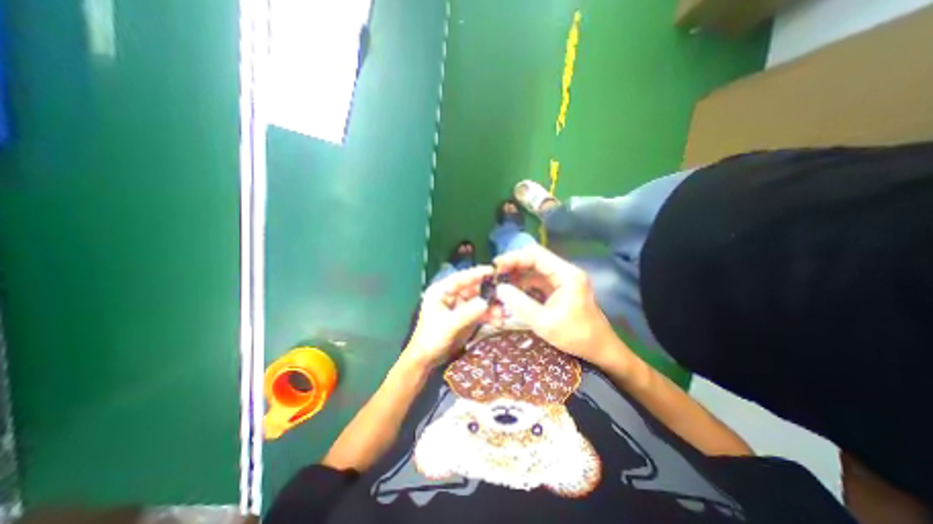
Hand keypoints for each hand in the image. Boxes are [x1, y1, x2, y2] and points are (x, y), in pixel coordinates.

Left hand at [407, 266, 494, 368]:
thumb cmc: (431, 339)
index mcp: (442, 291)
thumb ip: (467, 313)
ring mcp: (460, 305)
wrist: (428, 359)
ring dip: (493, 307)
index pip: (461, 278)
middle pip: (474, 289)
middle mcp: (452, 295)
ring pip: (480, 301)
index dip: (477, 274)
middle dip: (490, 295)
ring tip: (503, 316)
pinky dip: (490, 316)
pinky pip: (481, 312)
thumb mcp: (448, 325)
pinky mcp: (467, 316)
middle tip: (505, 299)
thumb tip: (486, 302)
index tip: (493, 271)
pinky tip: (499, 322)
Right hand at [496, 243, 626, 366]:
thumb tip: (499, 288)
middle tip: (495, 275)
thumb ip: (520, 304)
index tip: (496, 266)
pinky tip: (511, 291)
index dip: (514, 257)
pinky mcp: (558, 289)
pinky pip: (536, 281)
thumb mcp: (544, 322)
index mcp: (566, 274)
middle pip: (534, 259)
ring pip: (534, 270)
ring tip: (499, 283)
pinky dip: (523, 285)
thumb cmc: (576, 336)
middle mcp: (564, 272)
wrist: (599, 349)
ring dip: (517, 275)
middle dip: (513, 265)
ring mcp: (561, 280)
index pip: (536, 255)